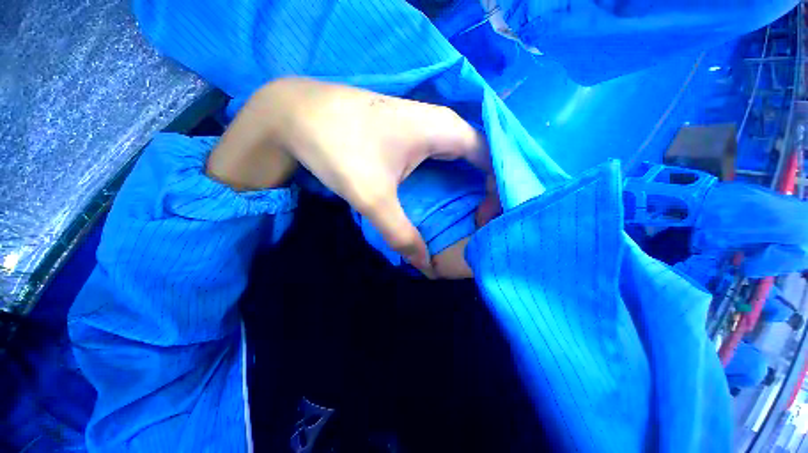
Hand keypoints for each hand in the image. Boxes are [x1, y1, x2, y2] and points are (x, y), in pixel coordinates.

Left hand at [208, 78, 491, 274]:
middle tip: (482, 222)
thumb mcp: (373, 197)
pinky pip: (439, 156)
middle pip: (477, 159)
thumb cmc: (340, 148)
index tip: (492, 218)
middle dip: (485, 190)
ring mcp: (422, 126)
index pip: (491, 158)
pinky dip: (446, 177)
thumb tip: (423, 265)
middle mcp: (440, 124)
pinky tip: (442, 195)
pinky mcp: (405, 134)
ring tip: (469, 215)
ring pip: (457, 158)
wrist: (296, 114)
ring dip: (465, 185)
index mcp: (444, 131)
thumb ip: (401, 234)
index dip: (498, 188)